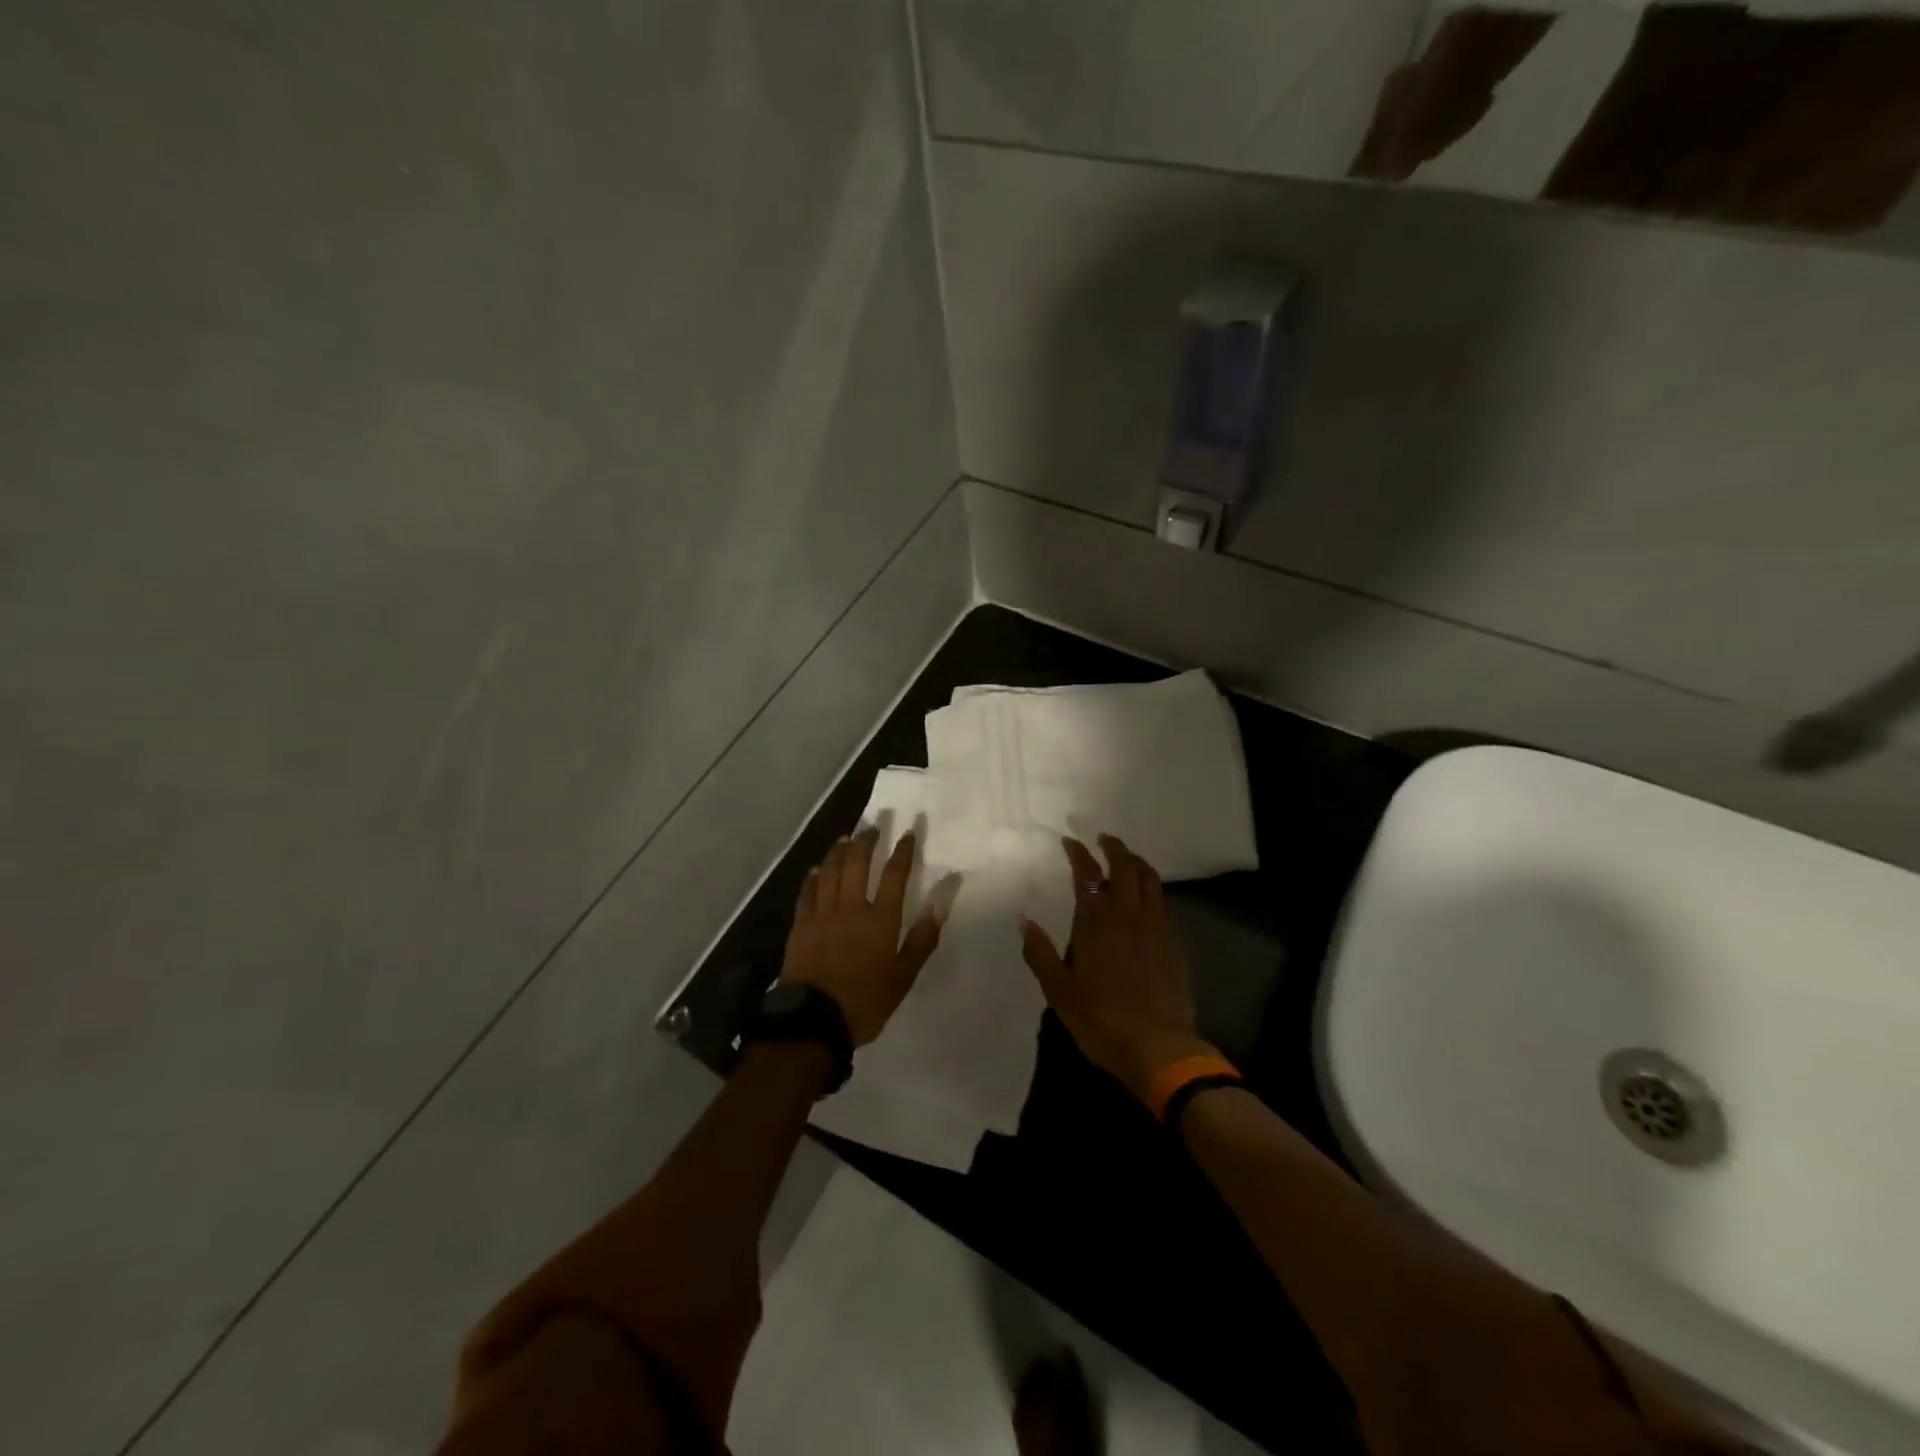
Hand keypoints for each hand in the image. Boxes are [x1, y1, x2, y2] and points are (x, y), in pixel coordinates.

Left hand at [781, 828, 946, 1046]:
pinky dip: (812, 878)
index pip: (895, 875)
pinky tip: (816, 869)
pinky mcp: (800, 926)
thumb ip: (922, 939)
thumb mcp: (903, 976)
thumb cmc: (865, 1001)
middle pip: (858, 864)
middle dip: (867, 841)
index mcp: (880, 920)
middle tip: (873, 826)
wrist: (814, 1022)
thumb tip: (941, 903)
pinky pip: (806, 893)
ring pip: (830, 872)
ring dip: (838, 851)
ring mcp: (821, 915)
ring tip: (846, 838)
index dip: (903, 851)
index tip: (909, 832)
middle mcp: (850, 908)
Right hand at [1018, 834, 1215, 1102]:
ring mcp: (1156, 926)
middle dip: (1113, 847)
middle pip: (1125, 866)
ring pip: (1149, 878)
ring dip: (1135, 862)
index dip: (1078, 853)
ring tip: (1125, 859)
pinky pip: (1161, 901)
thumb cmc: (1101, 1020)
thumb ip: (1040, 952)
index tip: (1070, 841)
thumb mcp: (1058, 990)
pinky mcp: (1173, 942)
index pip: (1087, 873)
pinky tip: (1143, 897)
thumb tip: (1023, 919)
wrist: (1159, 1047)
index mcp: (1096, 921)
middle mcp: (1128, 914)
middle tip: (1103, 839)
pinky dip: (1150, 887)